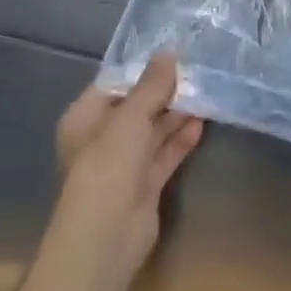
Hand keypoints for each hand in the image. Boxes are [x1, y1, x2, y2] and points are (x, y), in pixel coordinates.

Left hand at [51, 55, 203, 286]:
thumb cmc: (108, 165)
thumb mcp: (130, 116)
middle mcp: (102, 138)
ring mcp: (124, 164)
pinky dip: (180, 139)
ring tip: (205, 91)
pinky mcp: (145, 185)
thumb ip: (151, 86)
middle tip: (196, 70)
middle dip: (164, 92)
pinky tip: (202, 122)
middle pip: (136, 108)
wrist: (106, 236)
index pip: (115, 85)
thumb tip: (169, 53)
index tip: (173, 54)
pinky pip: (164, 154)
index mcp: (85, 118)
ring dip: (176, 114)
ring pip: (153, 131)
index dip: (142, 70)